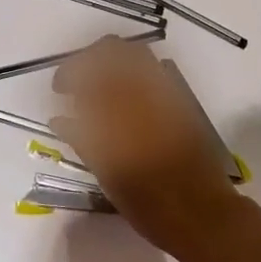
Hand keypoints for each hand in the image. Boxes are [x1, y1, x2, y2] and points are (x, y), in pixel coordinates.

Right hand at [50, 37, 240, 253]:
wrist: (201, 212)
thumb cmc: (147, 202)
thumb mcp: (106, 174)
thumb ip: (81, 139)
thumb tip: (60, 119)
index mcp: (117, 109)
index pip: (86, 70)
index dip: (68, 73)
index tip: (59, 90)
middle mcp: (142, 90)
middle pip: (112, 49)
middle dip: (90, 58)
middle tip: (79, 82)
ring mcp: (165, 91)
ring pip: (135, 53)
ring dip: (113, 61)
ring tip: (101, 87)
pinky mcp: (181, 99)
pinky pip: (154, 70)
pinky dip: (134, 73)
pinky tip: (127, 98)